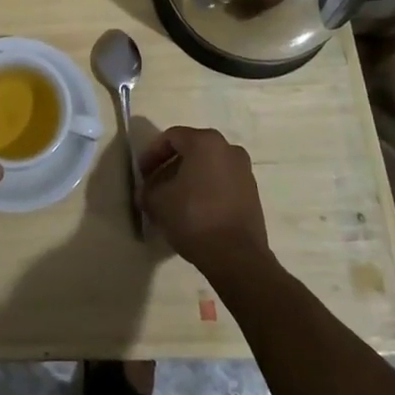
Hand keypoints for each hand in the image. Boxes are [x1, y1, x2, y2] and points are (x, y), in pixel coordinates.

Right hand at [139, 126, 270, 275]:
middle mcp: (228, 149)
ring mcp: (244, 172)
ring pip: (208, 168)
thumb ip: (147, 189)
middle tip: (155, 186)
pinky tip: (194, 212)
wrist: (236, 257)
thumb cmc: (193, 217)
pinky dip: (206, 191)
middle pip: (191, 151)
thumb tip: (146, 191)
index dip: (152, 154)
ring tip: (173, 201)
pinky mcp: (252, 195)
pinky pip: (222, 184)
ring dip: (188, 180)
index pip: (171, 137)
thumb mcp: (157, 201)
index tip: (142, 174)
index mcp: (205, 142)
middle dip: (170, 167)